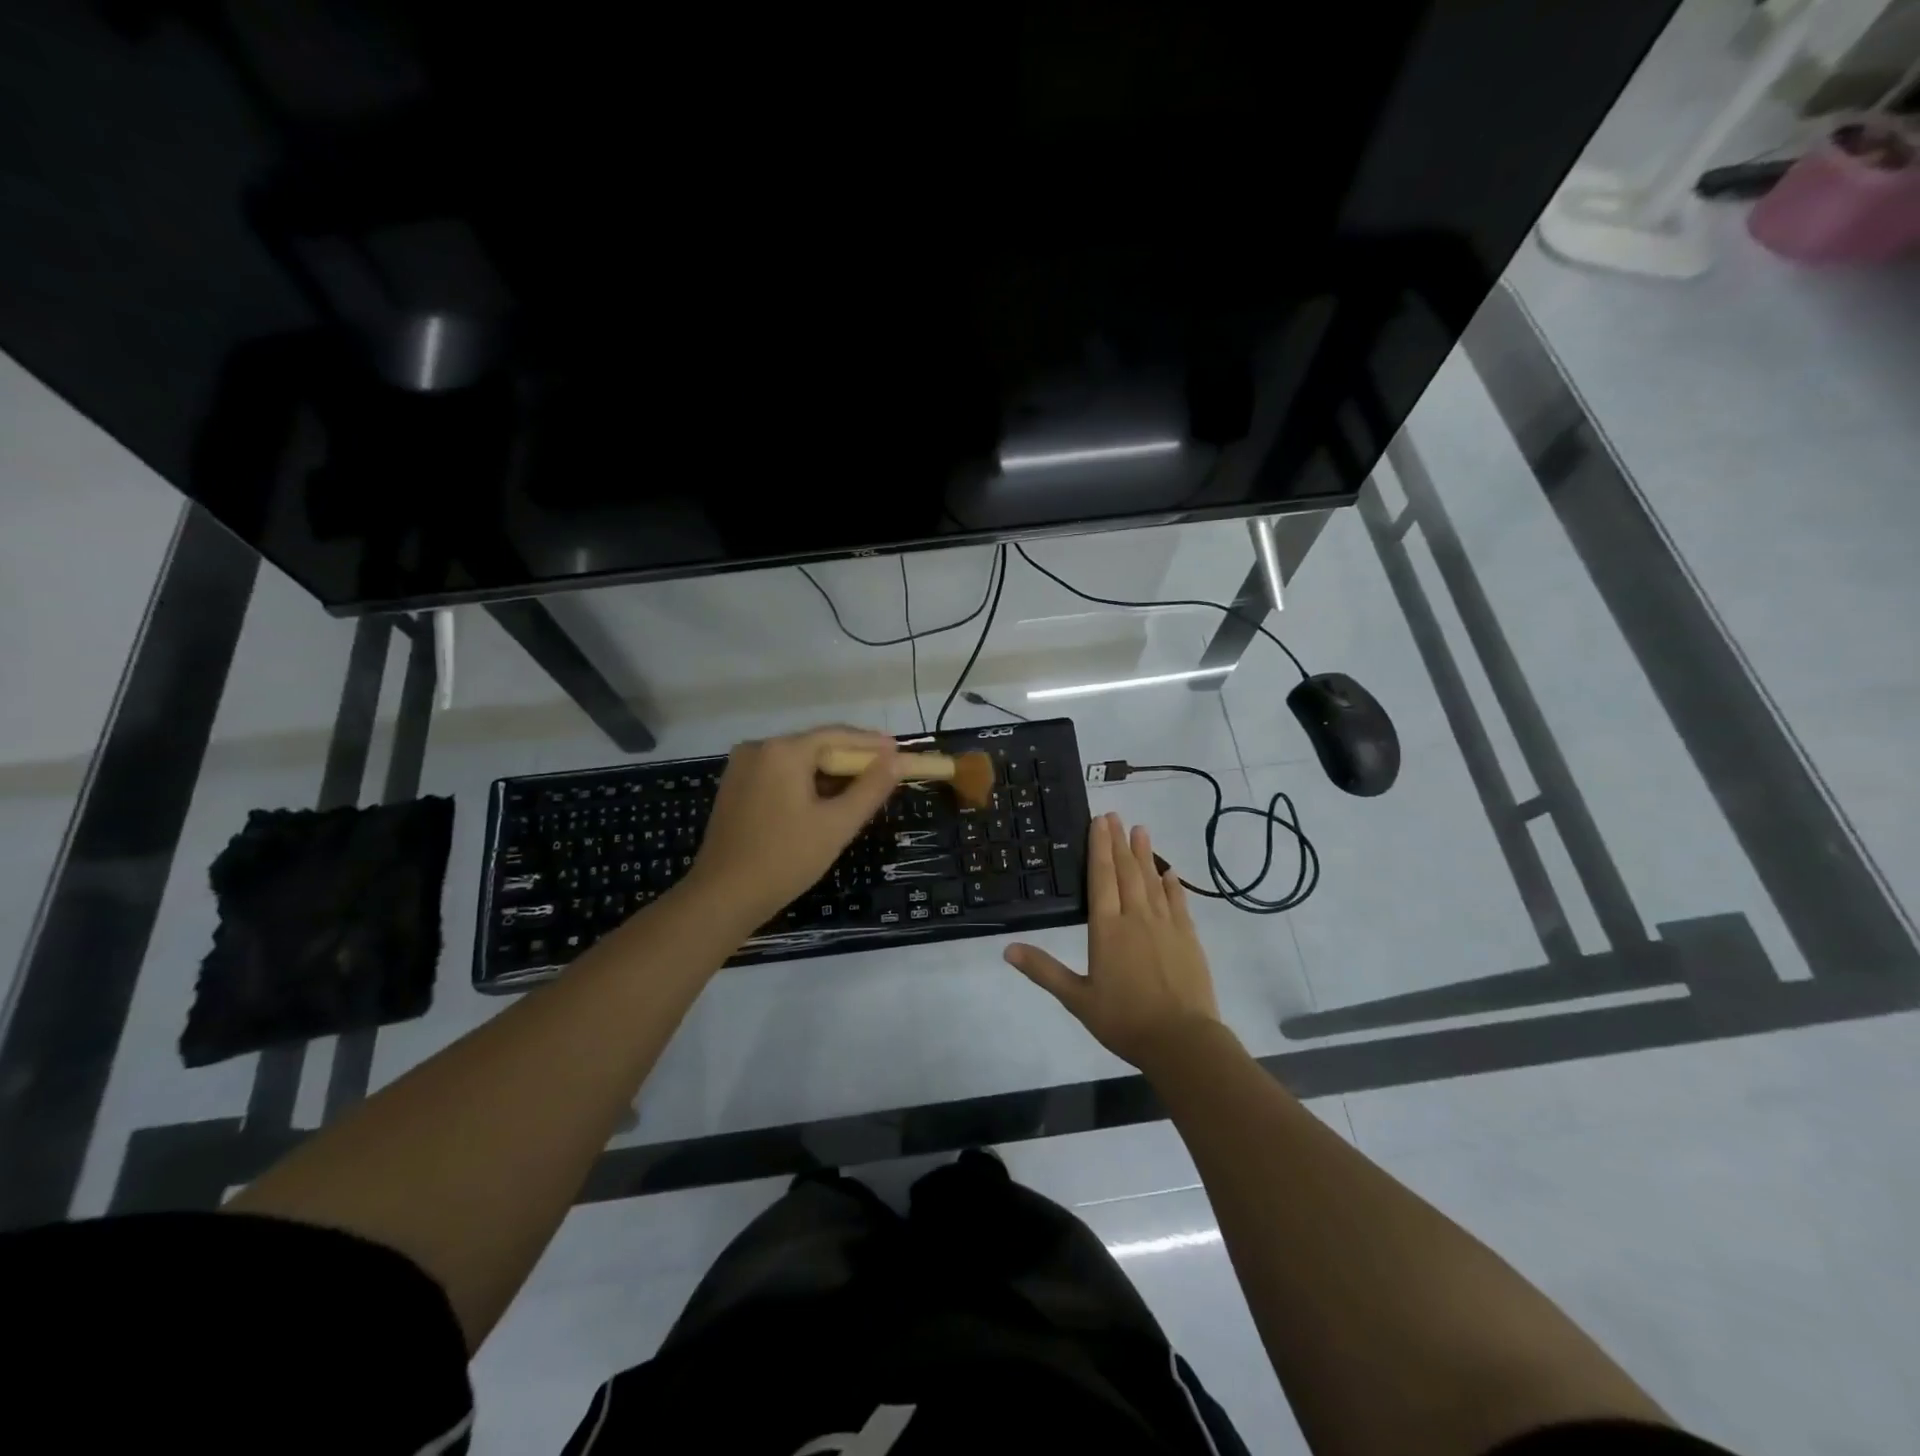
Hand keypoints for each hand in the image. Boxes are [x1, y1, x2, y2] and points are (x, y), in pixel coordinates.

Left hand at [683, 726, 909, 931]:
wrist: (722, 897)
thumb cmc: (785, 859)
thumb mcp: (837, 824)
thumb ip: (871, 788)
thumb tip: (898, 761)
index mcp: (783, 751)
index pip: (838, 735)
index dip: (872, 744)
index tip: (900, 752)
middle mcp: (758, 748)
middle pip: (816, 745)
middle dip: (851, 759)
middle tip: (885, 773)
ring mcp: (741, 767)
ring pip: (797, 761)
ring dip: (828, 773)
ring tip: (860, 789)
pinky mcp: (734, 787)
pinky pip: (779, 774)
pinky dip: (804, 783)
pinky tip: (823, 801)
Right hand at [1004, 812, 1224, 1070]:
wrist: (1182, 1041)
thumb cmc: (1124, 1020)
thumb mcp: (1077, 999)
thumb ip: (1044, 970)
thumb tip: (1007, 949)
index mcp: (1106, 929)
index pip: (1101, 878)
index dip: (1099, 847)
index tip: (1099, 821)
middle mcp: (1136, 918)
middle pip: (1127, 871)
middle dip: (1119, 842)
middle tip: (1116, 815)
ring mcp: (1166, 925)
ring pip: (1152, 881)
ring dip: (1145, 854)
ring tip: (1141, 829)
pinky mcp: (1188, 937)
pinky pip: (1179, 902)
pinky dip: (1173, 884)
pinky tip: (1170, 872)